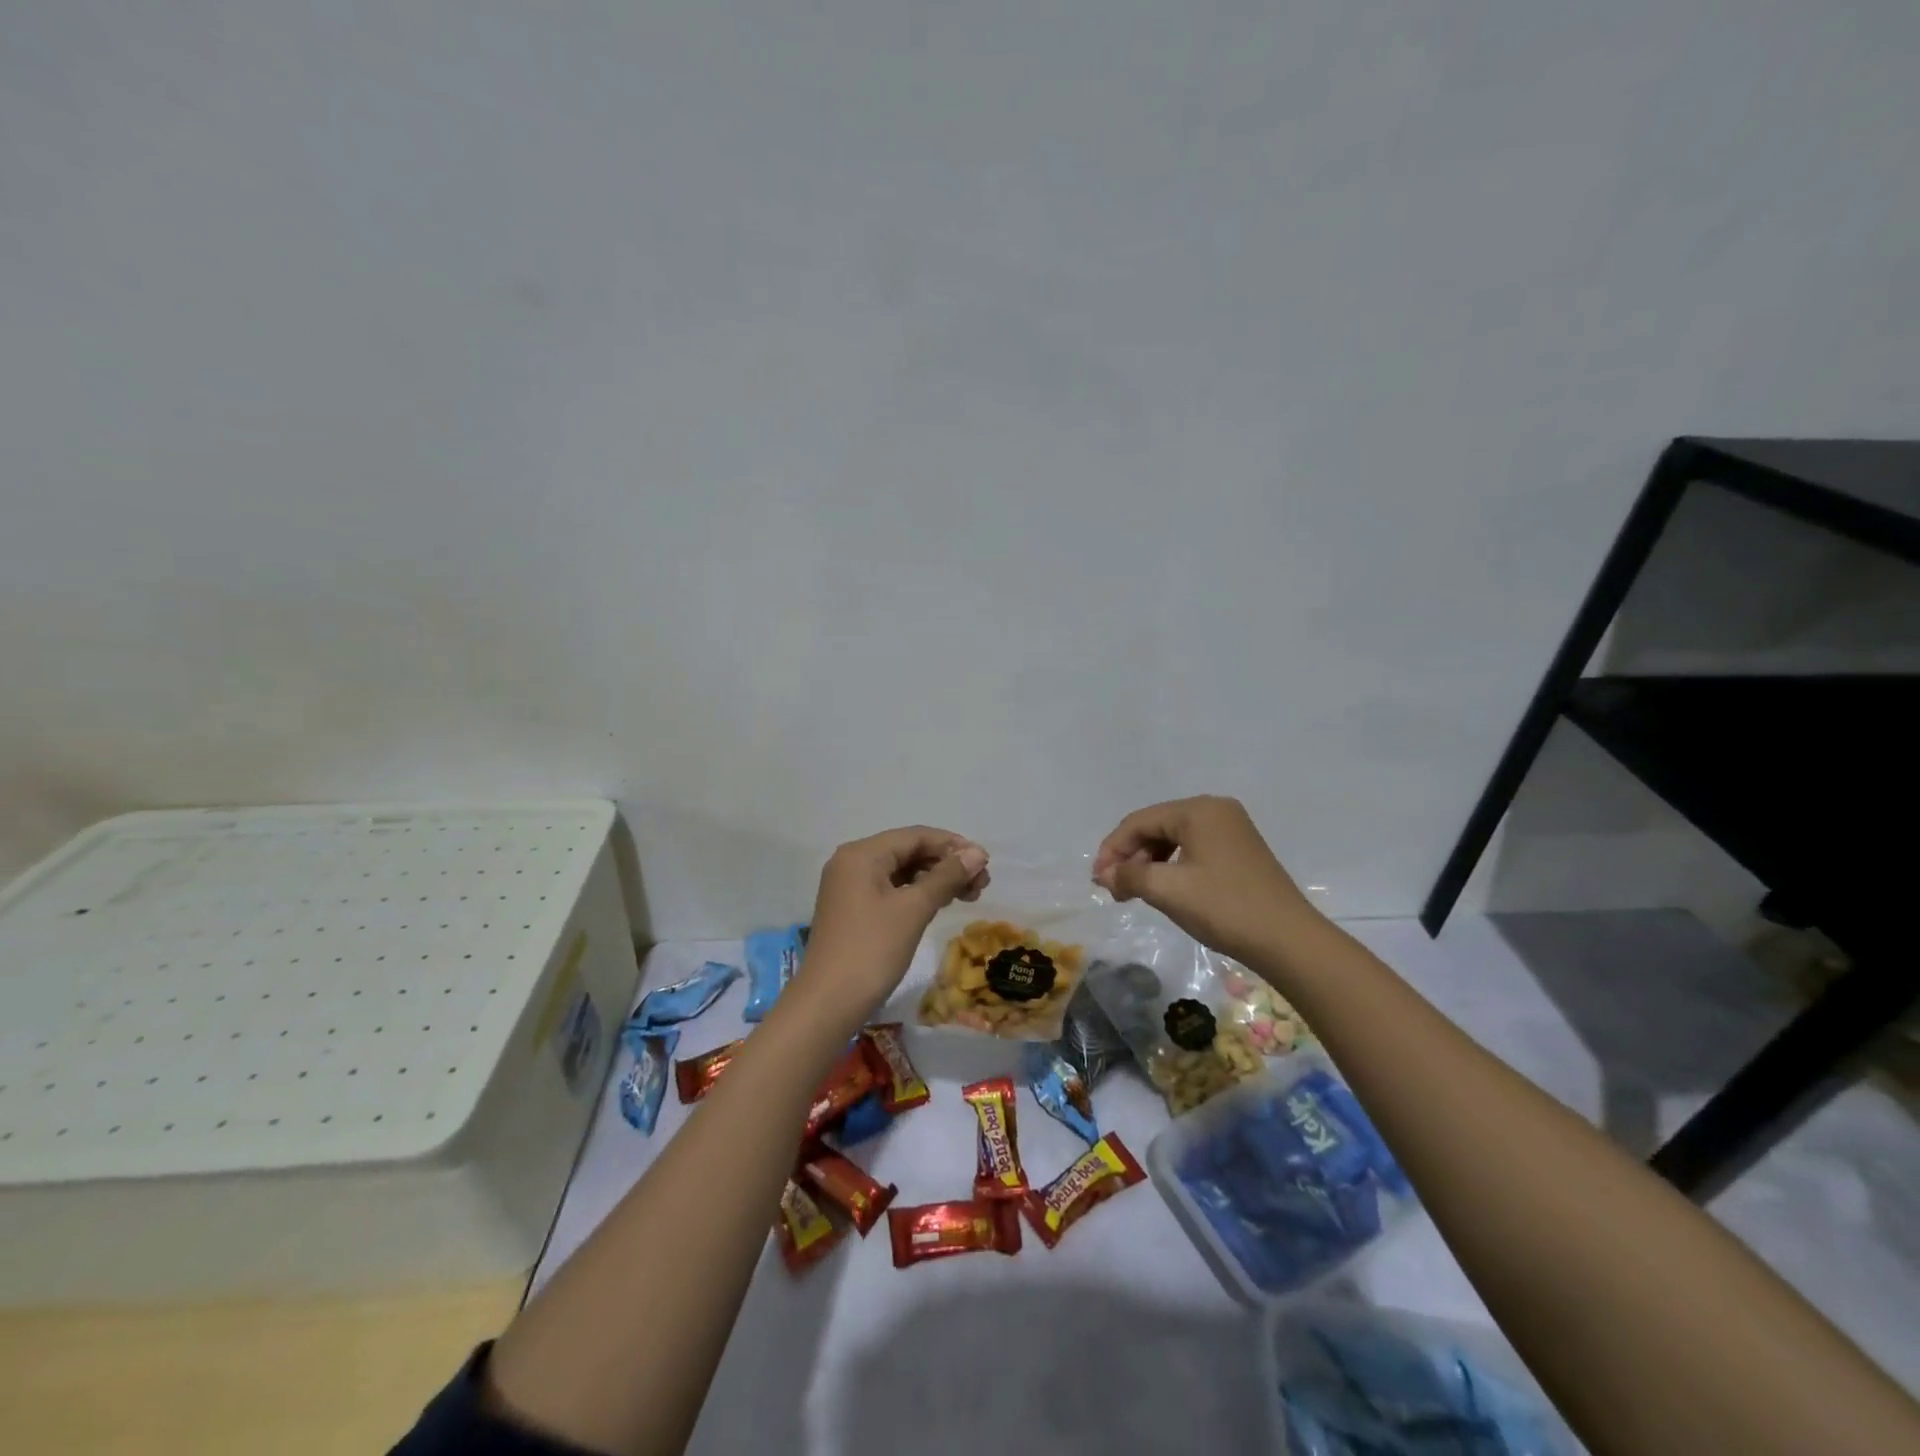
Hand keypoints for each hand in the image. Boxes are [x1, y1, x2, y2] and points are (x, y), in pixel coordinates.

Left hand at [797, 826, 988, 1022]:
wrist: (827, 1003)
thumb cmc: (872, 950)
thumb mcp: (914, 909)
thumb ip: (946, 877)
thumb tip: (977, 853)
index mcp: (862, 853)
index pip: (916, 836)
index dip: (953, 845)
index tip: (985, 863)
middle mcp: (852, 862)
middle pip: (908, 851)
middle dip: (946, 864)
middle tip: (981, 884)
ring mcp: (849, 886)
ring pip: (901, 871)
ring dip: (935, 879)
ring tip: (969, 895)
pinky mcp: (852, 908)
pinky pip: (891, 889)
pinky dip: (917, 893)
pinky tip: (940, 904)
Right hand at [1092, 796, 1320, 965]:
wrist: (1289, 941)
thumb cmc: (1224, 908)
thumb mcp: (1168, 890)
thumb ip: (1130, 876)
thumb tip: (1106, 874)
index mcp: (1198, 810)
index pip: (1139, 821)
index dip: (1112, 849)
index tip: (1097, 880)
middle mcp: (1215, 810)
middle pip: (1156, 827)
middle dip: (1131, 857)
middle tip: (1114, 890)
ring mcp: (1231, 830)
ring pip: (1174, 839)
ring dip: (1149, 864)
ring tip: (1134, 893)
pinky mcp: (1240, 851)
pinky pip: (1193, 850)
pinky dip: (1171, 868)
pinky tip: (1164, 890)